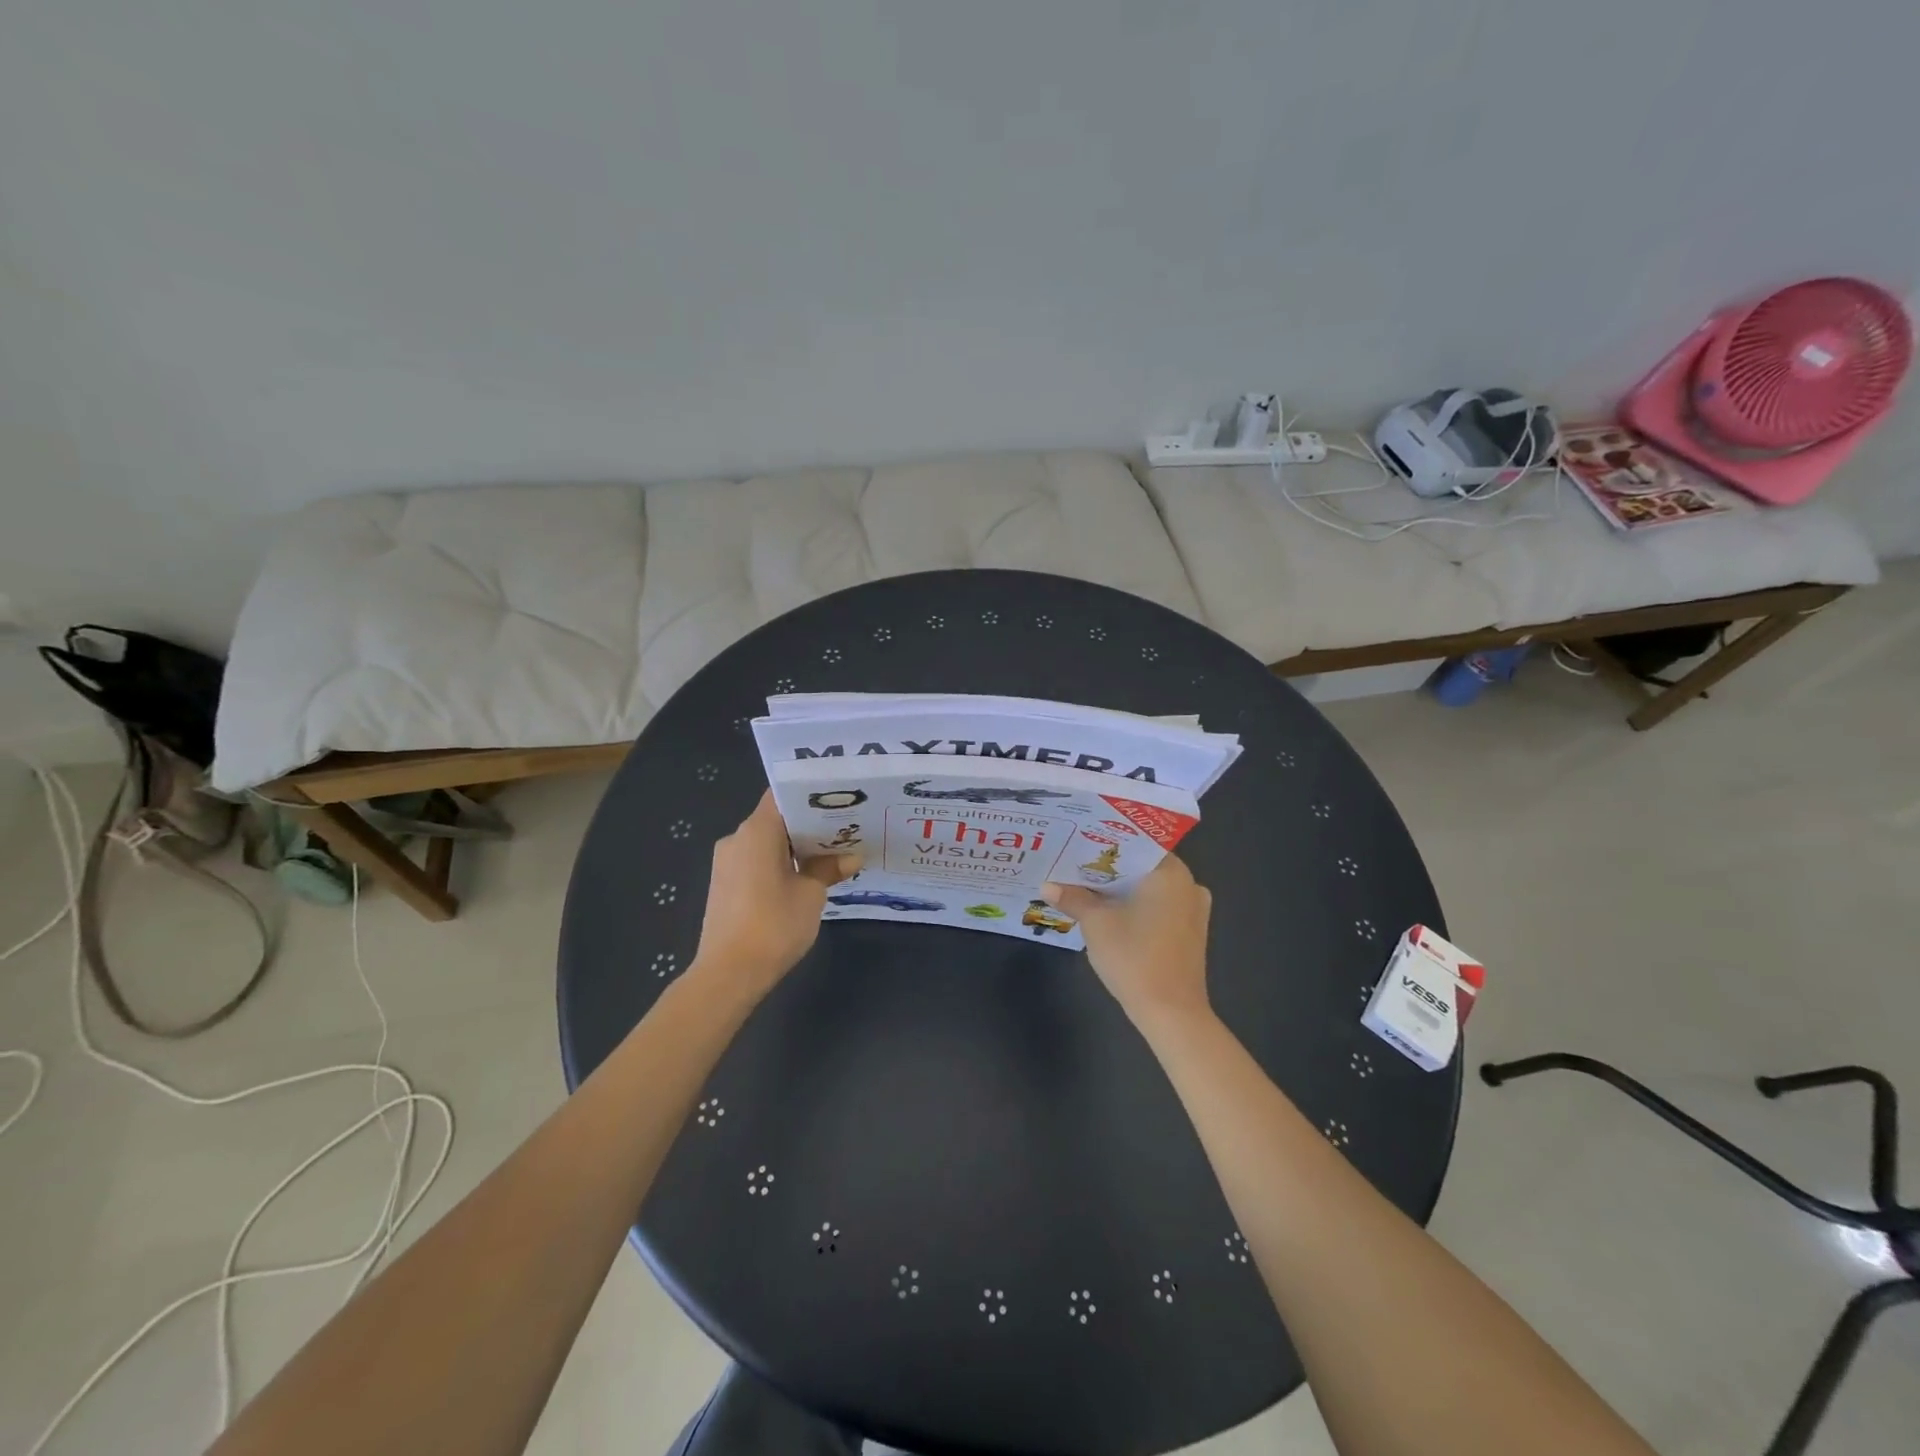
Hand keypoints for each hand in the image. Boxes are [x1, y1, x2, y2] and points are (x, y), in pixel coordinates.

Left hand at [692, 791, 859, 995]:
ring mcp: (726, 862)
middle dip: (808, 825)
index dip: (811, 795)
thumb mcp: (811, 894)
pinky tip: (802, 879)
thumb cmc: (774, 925)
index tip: (838, 800)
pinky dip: (778, 864)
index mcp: (757, 830)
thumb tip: (852, 857)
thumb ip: (829, 869)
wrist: (729, 974)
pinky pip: (755, 862)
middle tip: (844, 829)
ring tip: (829, 855)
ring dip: (794, 847)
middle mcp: (737, 838)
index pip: (783, 796)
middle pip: (776, 819)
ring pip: (766, 842)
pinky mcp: (724, 885)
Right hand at [1043, 855, 1211, 1024]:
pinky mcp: (1191, 933)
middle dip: (1109, 868)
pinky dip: (1136, 906)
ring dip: (1122, 889)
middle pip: (1142, 866)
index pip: (1135, 842)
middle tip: (1074, 863)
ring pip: (1151, 888)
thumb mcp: (1096, 924)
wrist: (1171, 1013)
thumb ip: (1073, 898)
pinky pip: (1159, 907)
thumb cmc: (1134, 957)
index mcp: (1171, 872)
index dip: (1105, 842)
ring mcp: (1193, 910)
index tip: (1078, 840)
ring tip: (1085, 885)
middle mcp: (1189, 884)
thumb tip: (1047, 885)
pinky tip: (1110, 912)